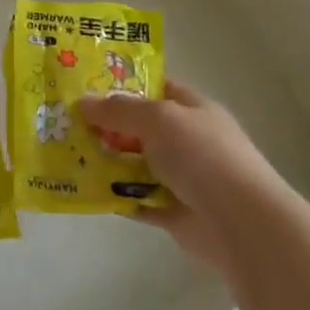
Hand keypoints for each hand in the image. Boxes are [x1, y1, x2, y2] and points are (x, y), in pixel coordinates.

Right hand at [79, 79, 290, 269]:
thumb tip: (83, 102)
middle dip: (107, 126)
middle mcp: (189, 140)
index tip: (86, 86)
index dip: (123, 85)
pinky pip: (139, 200)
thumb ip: (119, 111)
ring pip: (137, 164)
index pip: (155, 88)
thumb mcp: (157, 118)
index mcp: (192, 108)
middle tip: (67, 122)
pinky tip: (88, 191)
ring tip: (68, 155)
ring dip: (108, 162)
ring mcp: (183, 178)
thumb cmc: (203, 155)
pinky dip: (117, 197)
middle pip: (141, 127)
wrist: (242, 224)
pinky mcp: (175, 214)